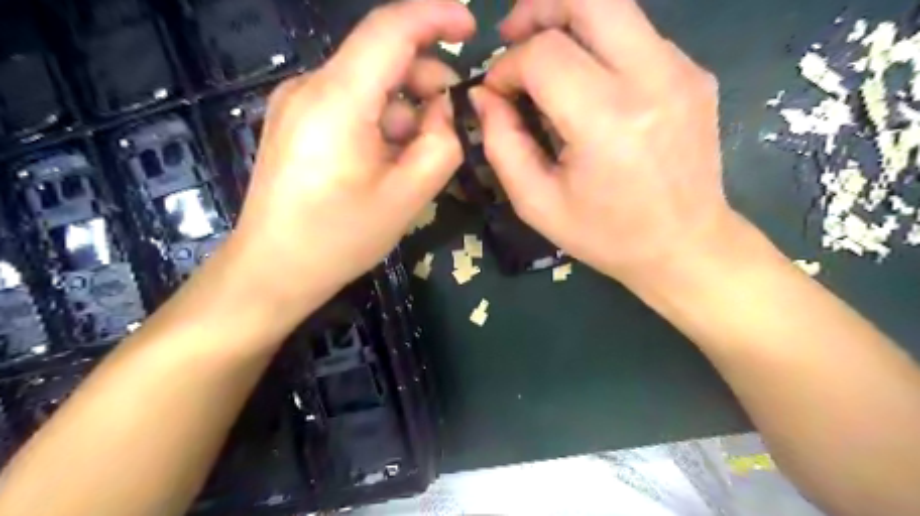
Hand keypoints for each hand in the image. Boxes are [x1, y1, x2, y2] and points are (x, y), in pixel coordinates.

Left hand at [228, 0, 473, 306]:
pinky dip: (380, 119)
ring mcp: (297, 102)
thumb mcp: (408, 196)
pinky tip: (386, 159)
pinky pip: (350, 103)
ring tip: (415, 156)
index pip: (391, 29)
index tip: (471, 27)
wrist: (273, 269)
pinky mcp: (295, 120)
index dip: (436, 17)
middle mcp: (310, 86)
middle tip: (451, 123)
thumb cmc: (340, 238)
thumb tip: (443, 109)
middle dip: (425, 80)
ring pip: (368, 83)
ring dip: (404, 108)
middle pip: (380, 56)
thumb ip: (441, 143)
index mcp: (338, 100)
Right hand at [469, 0, 736, 285]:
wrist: (685, 246)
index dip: (507, 65)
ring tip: (542, 55)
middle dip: (538, 8)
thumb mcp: (537, 203)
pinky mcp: (694, 73)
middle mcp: (652, 79)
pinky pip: (636, 35)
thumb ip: (502, 144)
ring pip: (615, 7)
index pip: (544, 54)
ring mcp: (681, 70)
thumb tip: (485, 97)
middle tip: (513, 36)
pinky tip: (586, 82)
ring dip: (568, 20)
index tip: (494, 92)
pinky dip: (599, 44)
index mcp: (607, 120)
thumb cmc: (605, 235)